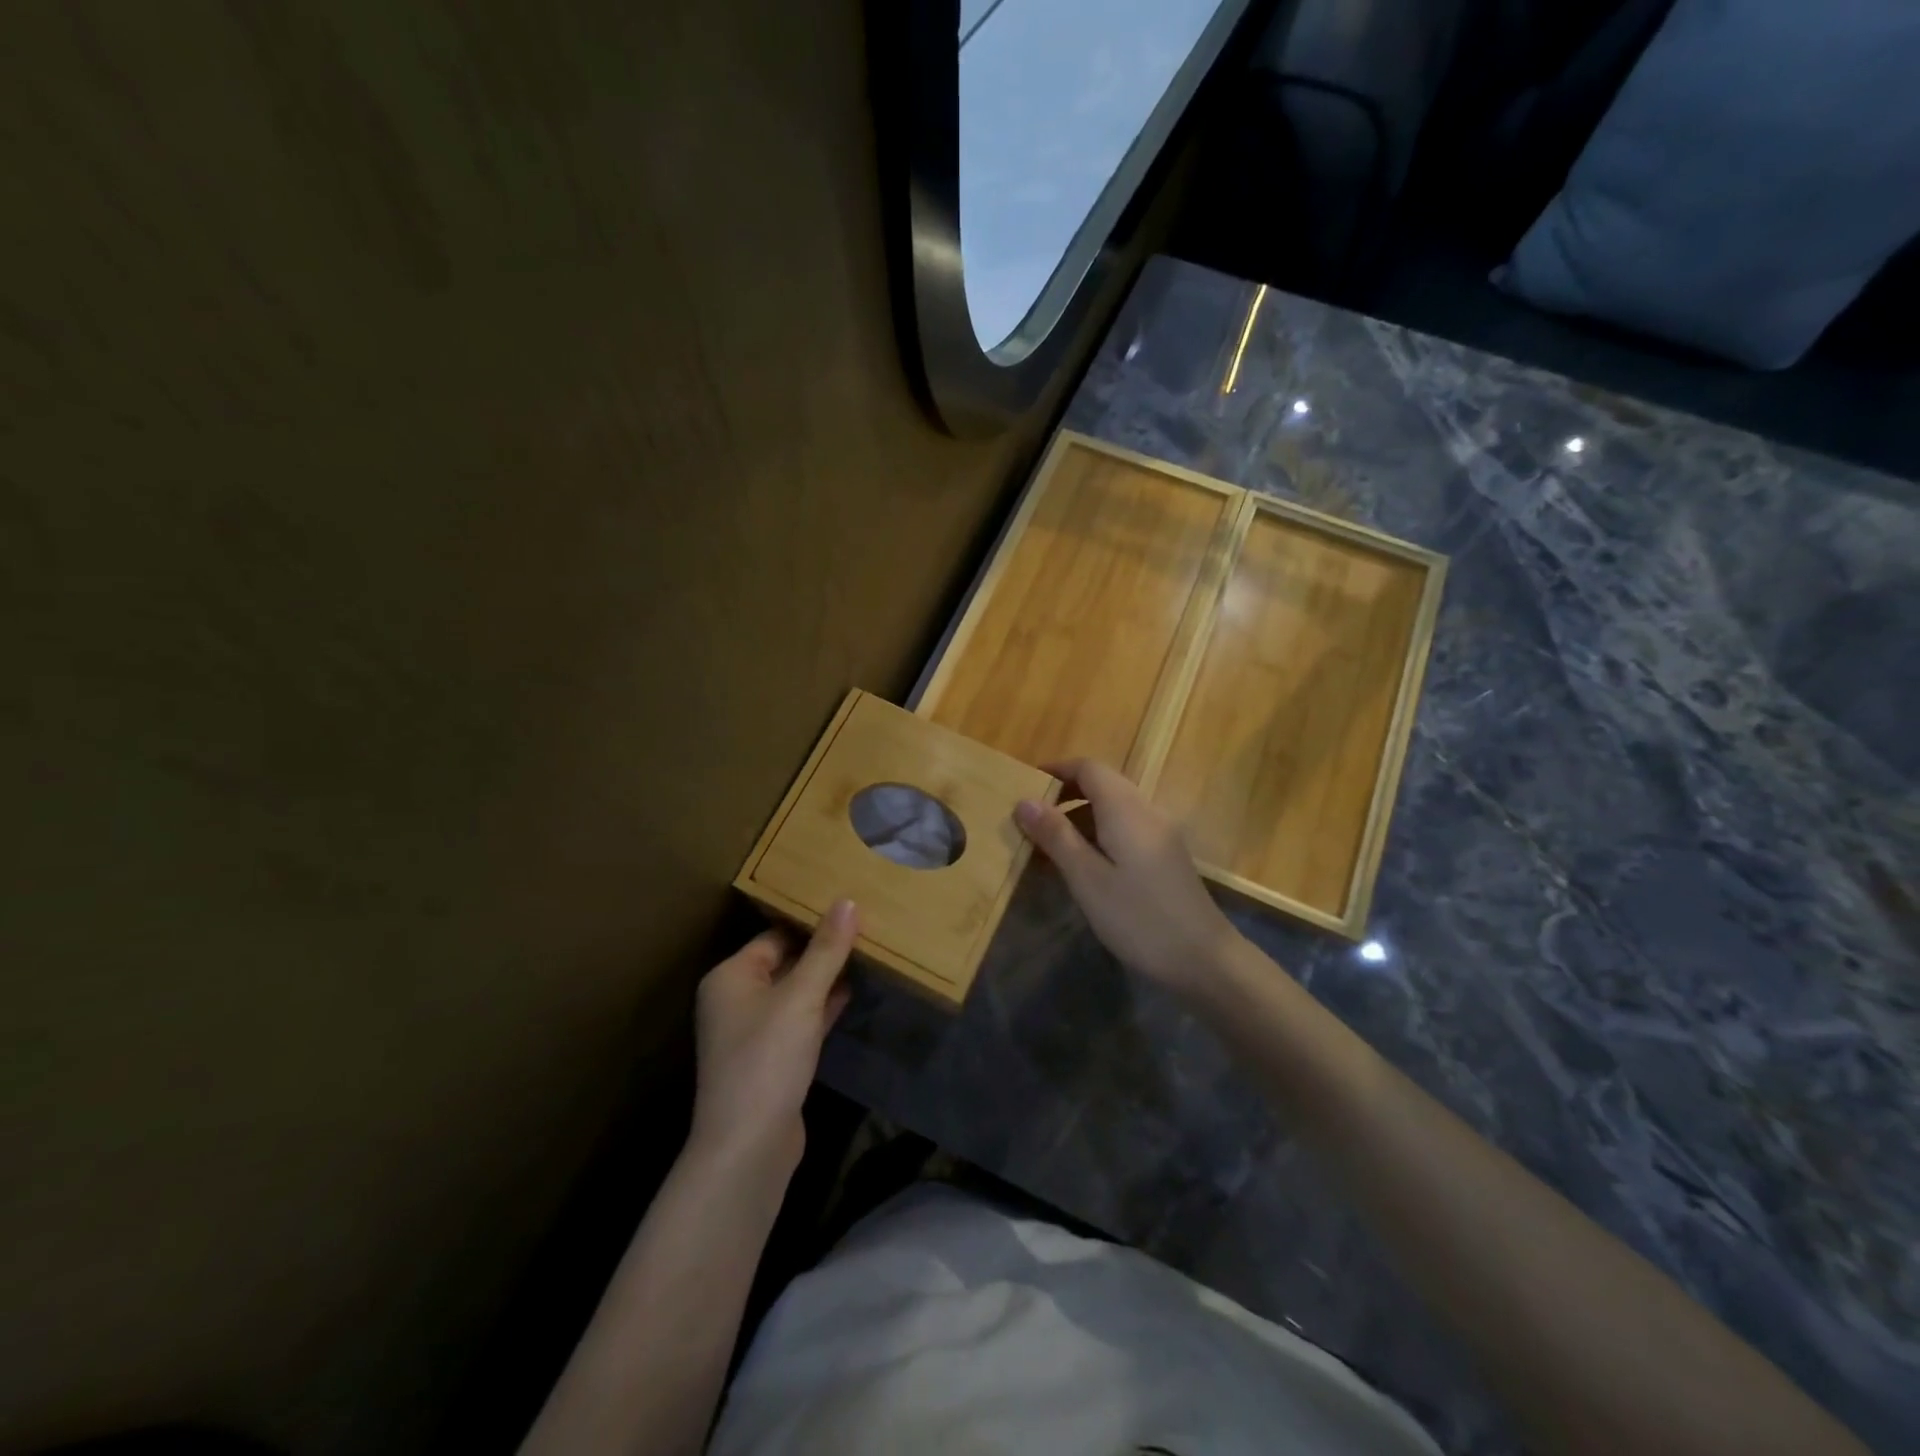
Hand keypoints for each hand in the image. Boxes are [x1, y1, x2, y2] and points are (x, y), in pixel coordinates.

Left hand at [690, 901, 856, 1176]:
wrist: (749, 1146)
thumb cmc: (767, 1058)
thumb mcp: (801, 996)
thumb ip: (826, 950)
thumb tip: (847, 901)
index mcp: (731, 976)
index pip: (775, 934)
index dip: (812, 922)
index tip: (850, 908)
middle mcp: (737, 999)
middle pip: (785, 961)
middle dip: (822, 949)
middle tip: (866, 927)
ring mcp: (754, 1032)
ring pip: (795, 992)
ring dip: (826, 977)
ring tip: (867, 953)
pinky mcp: (773, 1058)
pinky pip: (801, 1020)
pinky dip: (824, 1006)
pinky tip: (853, 992)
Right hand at [1015, 759, 1239, 994]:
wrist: (1205, 960)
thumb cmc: (1139, 917)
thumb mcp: (1087, 878)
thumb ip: (1056, 836)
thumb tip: (1025, 801)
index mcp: (1126, 809)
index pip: (1089, 768)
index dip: (1057, 770)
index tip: (1025, 786)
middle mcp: (1147, 811)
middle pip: (1103, 784)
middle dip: (1066, 794)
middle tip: (1032, 819)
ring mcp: (1162, 833)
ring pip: (1115, 808)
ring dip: (1081, 817)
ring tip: (1051, 846)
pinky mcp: (1167, 856)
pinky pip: (1127, 829)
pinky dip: (1100, 834)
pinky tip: (1086, 866)